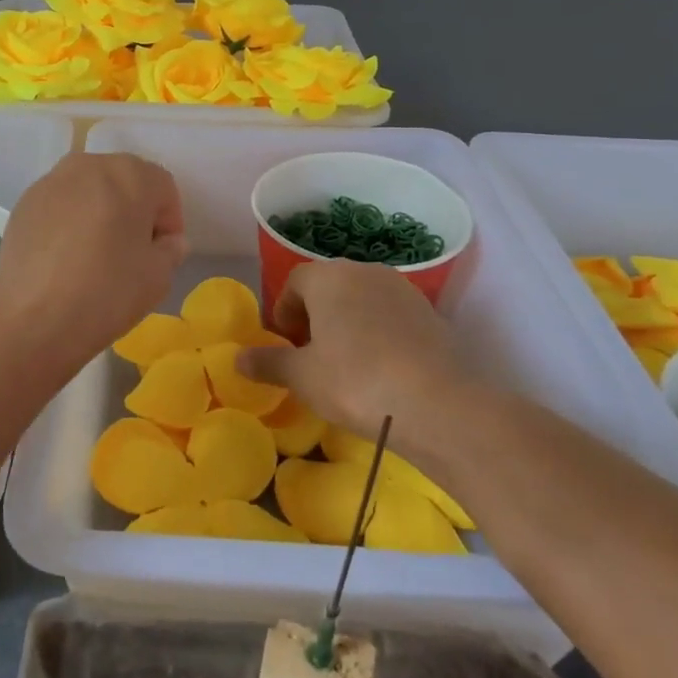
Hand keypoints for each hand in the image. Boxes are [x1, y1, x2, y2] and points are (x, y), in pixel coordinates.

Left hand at [0, 153, 189, 369]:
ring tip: (95, 256)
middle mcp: (89, 166)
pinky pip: (59, 207)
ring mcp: (50, 182)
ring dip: (98, 214)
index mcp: (130, 174)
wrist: (34, 319)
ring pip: (88, 192)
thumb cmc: (108, 292)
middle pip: (123, 182)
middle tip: (131, 252)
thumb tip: (165, 242)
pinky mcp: (23, 204)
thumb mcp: (158, 276)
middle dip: (132, 211)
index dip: (168, 221)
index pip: (163, 188)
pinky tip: (64, 260)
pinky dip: (68, 224)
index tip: (162, 253)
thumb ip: (169, 250)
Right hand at [239, 261, 476, 438]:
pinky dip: (378, 333)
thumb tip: (237, 358)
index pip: (295, 282)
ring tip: (345, 363)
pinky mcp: (430, 314)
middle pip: (329, 286)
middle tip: (310, 354)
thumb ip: (268, 363)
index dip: (284, 311)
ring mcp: (403, 290)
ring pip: (362, 300)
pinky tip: (380, 370)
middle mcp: (366, 272)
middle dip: (314, 315)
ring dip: (347, 323)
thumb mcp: (302, 377)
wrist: (439, 405)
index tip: (285, 343)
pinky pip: (390, 316)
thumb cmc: (355, 381)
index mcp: (329, 277)